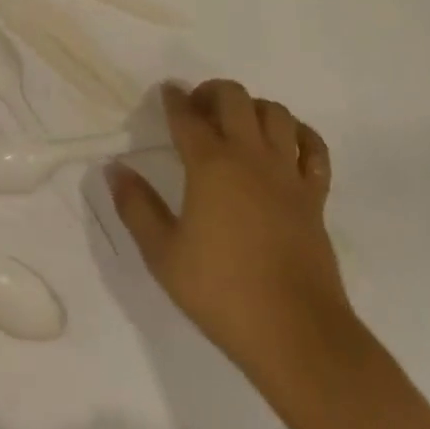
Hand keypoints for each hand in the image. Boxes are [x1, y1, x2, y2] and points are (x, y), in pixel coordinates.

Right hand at [108, 81, 352, 390]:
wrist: (298, 336)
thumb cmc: (223, 293)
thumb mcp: (163, 255)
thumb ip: (136, 206)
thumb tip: (114, 168)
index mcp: (210, 165)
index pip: (187, 115)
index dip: (173, 98)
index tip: (166, 92)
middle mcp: (250, 157)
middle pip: (235, 97)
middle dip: (211, 92)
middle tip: (197, 109)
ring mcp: (287, 174)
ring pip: (276, 113)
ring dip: (253, 108)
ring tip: (237, 124)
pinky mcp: (315, 197)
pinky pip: (314, 148)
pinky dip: (299, 136)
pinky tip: (284, 146)